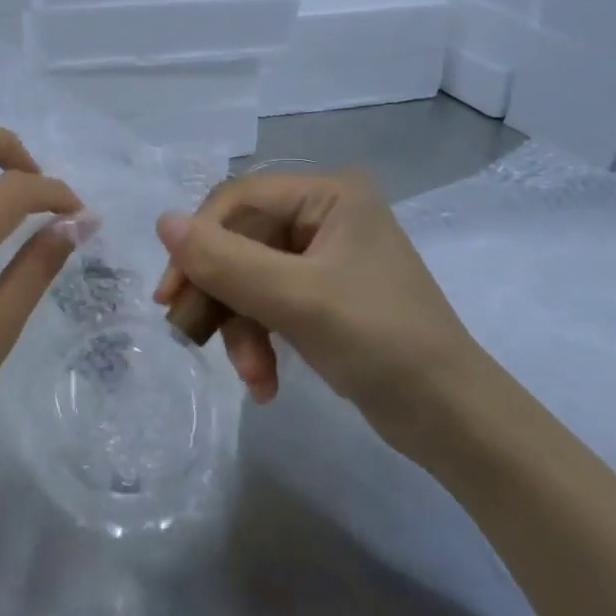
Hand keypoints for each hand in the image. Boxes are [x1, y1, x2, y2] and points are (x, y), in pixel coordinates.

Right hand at [153, 170, 492, 439]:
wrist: (453, 420)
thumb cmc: (382, 342)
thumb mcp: (297, 299)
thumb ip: (226, 261)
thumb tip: (161, 220)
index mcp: (329, 195)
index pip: (238, 201)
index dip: (198, 241)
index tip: (170, 294)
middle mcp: (325, 215)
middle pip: (240, 242)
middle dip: (221, 296)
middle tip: (189, 334)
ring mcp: (323, 258)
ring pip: (248, 279)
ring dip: (240, 329)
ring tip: (251, 376)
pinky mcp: (322, 296)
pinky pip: (268, 304)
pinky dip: (260, 341)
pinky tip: (264, 383)